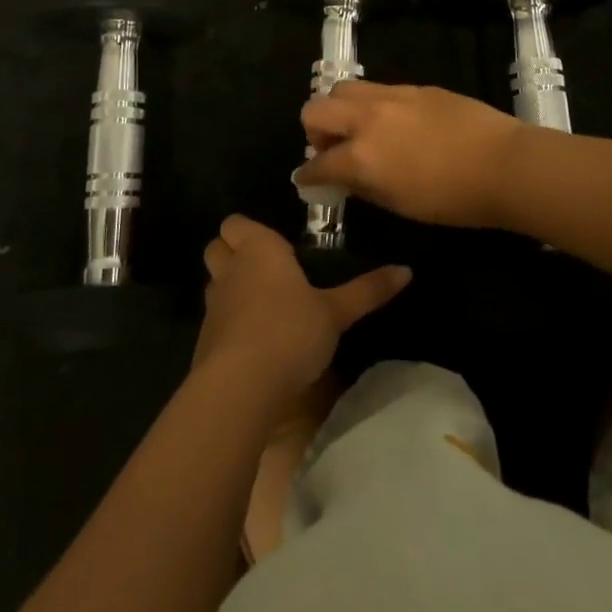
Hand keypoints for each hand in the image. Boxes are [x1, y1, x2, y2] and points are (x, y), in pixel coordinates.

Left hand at [193, 215, 409, 404]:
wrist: (240, 387)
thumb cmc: (290, 332)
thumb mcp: (336, 313)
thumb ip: (368, 291)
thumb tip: (407, 270)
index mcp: (258, 249)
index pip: (236, 223)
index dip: (248, 230)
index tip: (275, 244)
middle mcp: (230, 270)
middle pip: (216, 247)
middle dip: (231, 251)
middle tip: (265, 267)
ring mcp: (213, 306)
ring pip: (213, 282)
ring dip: (229, 286)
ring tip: (261, 302)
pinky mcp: (204, 340)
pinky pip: (214, 318)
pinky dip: (227, 322)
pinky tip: (252, 340)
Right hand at [295, 81, 524, 228]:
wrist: (504, 164)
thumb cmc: (453, 199)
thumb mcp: (400, 204)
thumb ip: (364, 186)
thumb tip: (346, 179)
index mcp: (360, 155)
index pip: (317, 163)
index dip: (307, 176)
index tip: (307, 181)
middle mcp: (367, 118)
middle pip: (315, 109)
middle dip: (315, 131)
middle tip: (334, 150)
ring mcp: (392, 96)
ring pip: (344, 88)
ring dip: (341, 109)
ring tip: (360, 130)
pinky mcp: (416, 87)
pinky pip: (379, 89)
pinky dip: (372, 105)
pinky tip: (394, 123)